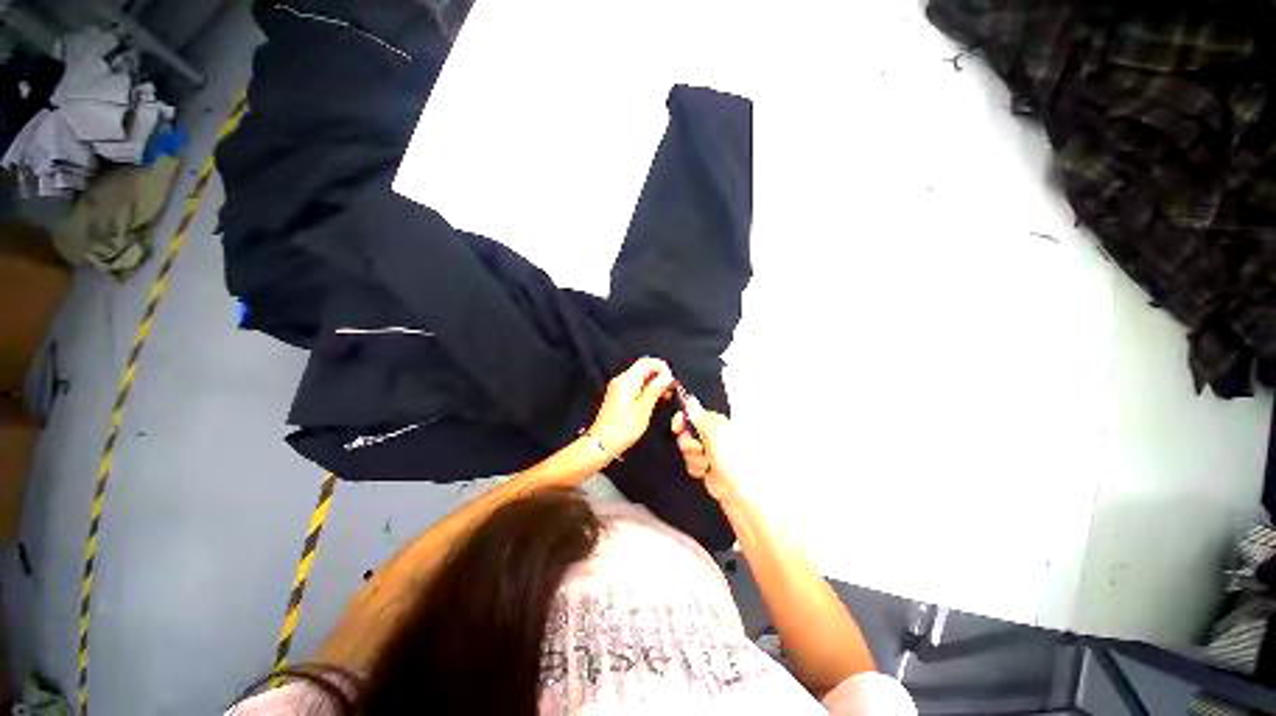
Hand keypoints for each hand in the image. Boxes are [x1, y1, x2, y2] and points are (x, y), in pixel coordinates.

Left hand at [588, 357, 674, 457]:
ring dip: (655, 384)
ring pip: (642, 378)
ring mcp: (620, 388)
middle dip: (660, 375)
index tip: (672, 379)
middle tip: (673, 388)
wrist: (602, 444)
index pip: (646, 362)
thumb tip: (666, 376)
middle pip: (644, 369)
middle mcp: (622, 380)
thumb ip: (655, 389)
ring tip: (667, 395)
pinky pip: (637, 387)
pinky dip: (648, 390)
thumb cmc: (623, 428)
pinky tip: (657, 399)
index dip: (662, 367)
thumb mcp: (643, 409)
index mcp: (627, 380)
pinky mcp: (620, 397)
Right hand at [671, 393, 738, 501]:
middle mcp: (711, 435)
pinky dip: (696, 468)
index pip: (692, 414)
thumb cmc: (732, 457)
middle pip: (686, 433)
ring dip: (693, 458)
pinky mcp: (706, 467)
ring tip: (707, 464)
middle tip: (699, 449)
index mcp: (715, 422)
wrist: (741, 489)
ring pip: (687, 450)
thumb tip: (690, 399)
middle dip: (688, 443)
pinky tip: (706, 472)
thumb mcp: (714, 432)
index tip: (677, 428)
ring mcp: (709, 452)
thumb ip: (699, 415)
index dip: (681, 420)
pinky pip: (691, 463)